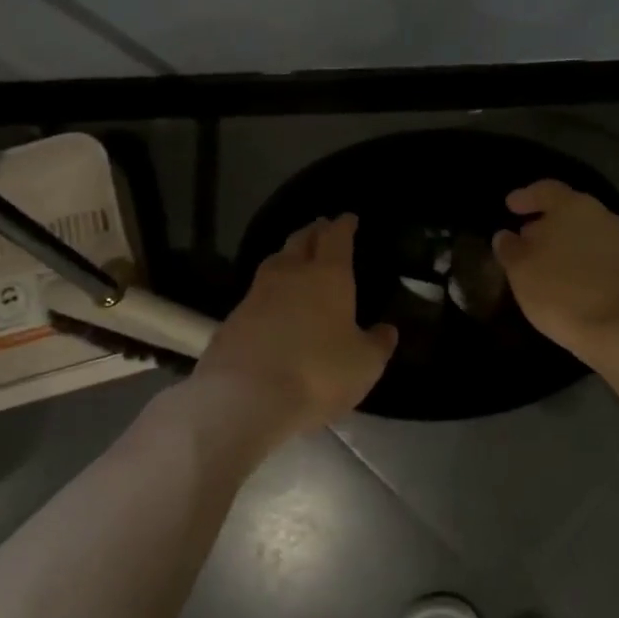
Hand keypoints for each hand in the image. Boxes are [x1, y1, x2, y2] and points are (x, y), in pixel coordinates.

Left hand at [194, 213, 397, 440]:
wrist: (245, 399)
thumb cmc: (318, 374)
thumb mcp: (364, 365)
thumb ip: (377, 344)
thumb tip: (387, 330)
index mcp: (328, 276)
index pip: (336, 238)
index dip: (344, 226)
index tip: (348, 218)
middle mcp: (290, 275)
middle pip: (300, 241)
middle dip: (314, 231)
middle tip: (322, 227)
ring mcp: (256, 295)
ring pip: (274, 263)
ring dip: (287, 256)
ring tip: (296, 259)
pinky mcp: (232, 319)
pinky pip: (256, 294)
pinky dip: (269, 292)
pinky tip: (273, 305)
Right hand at [493, 180, 618, 363]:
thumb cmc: (562, 292)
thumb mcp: (521, 272)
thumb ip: (510, 249)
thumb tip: (505, 236)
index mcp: (573, 205)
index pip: (546, 189)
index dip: (526, 197)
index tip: (510, 206)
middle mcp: (602, 214)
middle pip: (569, 210)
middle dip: (546, 222)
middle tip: (525, 239)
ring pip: (586, 233)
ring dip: (566, 243)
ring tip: (546, 264)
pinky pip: (601, 255)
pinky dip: (583, 260)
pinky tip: (570, 280)